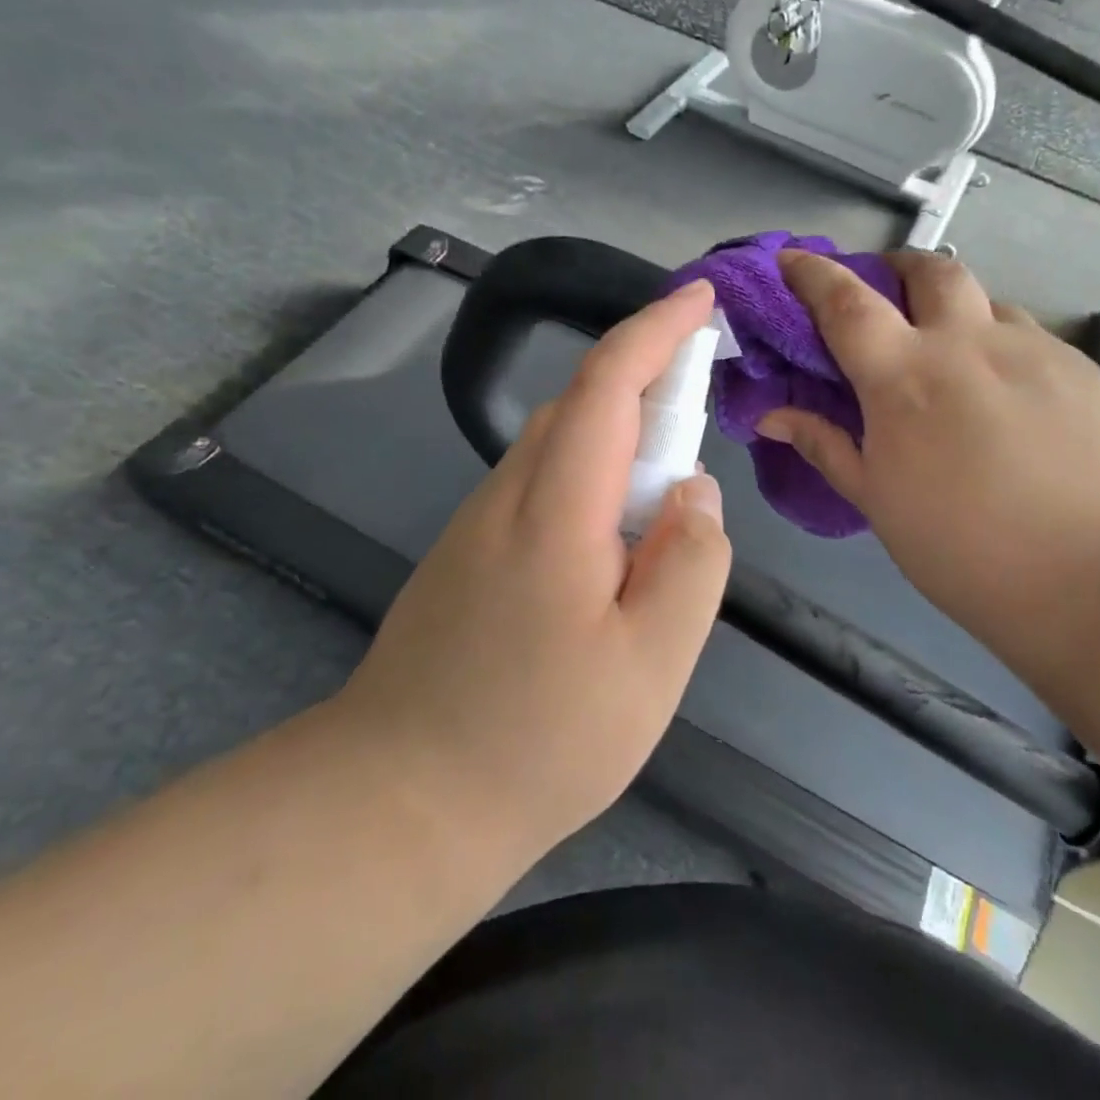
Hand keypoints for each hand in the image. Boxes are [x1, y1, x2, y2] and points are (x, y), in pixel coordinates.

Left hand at [339, 280, 733, 863]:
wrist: (397, 802)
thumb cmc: (538, 741)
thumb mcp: (651, 665)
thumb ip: (690, 563)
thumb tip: (693, 492)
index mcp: (554, 509)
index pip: (606, 383)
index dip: (655, 329)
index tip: (699, 298)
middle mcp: (507, 495)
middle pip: (580, 406)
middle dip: (647, 383)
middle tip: (703, 412)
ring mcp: (477, 523)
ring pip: (558, 446)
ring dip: (619, 439)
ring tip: (664, 501)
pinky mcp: (466, 553)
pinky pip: (540, 486)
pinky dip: (589, 481)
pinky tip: (611, 551)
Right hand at [757, 251, 1099, 652]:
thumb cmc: (966, 548)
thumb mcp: (878, 502)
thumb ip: (825, 446)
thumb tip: (770, 416)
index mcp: (903, 375)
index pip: (845, 302)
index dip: (812, 273)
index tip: (793, 259)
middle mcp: (968, 343)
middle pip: (930, 270)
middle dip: (899, 268)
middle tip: (887, 292)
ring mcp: (1035, 351)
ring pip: (987, 302)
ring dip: (958, 311)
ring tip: (955, 355)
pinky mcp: (1087, 371)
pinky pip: (1032, 339)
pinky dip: (1003, 348)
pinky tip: (1012, 398)